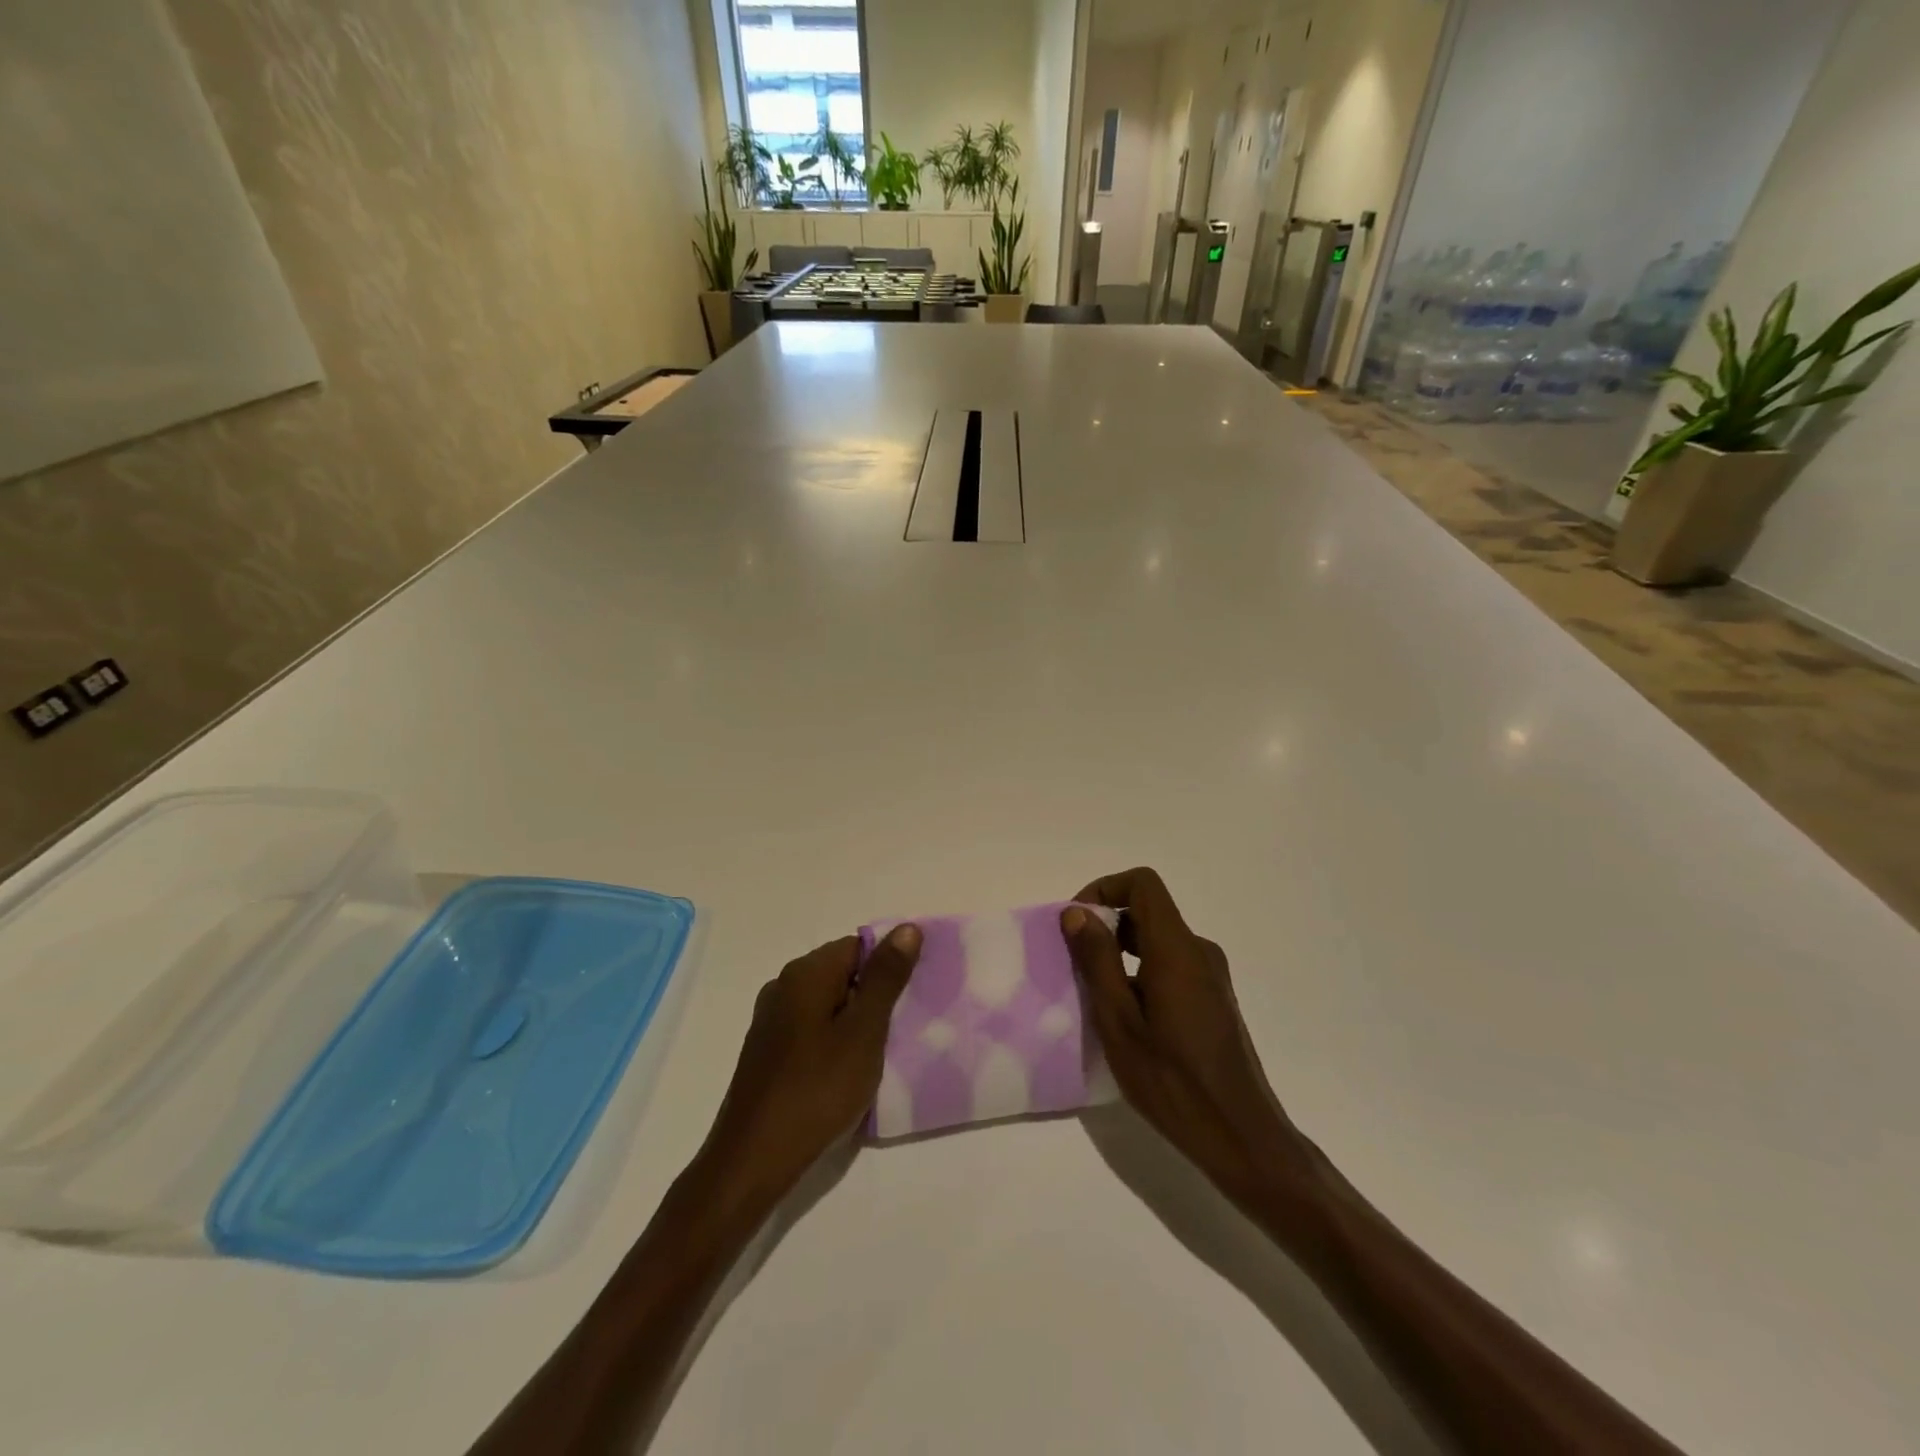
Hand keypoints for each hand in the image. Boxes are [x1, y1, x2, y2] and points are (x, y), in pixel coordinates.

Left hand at [698, 926, 922, 1212]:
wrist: (753, 1160)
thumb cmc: (817, 1090)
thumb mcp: (864, 1032)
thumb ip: (886, 978)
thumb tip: (907, 928)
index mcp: (805, 973)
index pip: (859, 946)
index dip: (889, 968)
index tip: (910, 1001)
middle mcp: (783, 986)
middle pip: (842, 973)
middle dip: (874, 996)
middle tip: (901, 1030)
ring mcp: (771, 1020)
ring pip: (828, 1004)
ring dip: (856, 1022)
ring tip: (879, 1055)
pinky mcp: (768, 1051)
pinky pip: (812, 1030)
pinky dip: (834, 1042)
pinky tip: (847, 1073)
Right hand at [1062, 869, 1314, 1204]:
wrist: (1241, 1136)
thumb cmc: (1172, 1081)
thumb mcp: (1119, 1021)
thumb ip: (1097, 960)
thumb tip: (1077, 913)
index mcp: (1177, 949)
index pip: (1143, 883)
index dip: (1104, 889)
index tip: (1076, 922)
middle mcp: (1199, 951)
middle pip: (1149, 910)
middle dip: (1106, 923)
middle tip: (1075, 961)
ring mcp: (1211, 976)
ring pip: (1158, 939)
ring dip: (1121, 950)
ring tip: (1094, 993)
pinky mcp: (1214, 999)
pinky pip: (1171, 964)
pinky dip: (1140, 970)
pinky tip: (1126, 1016)